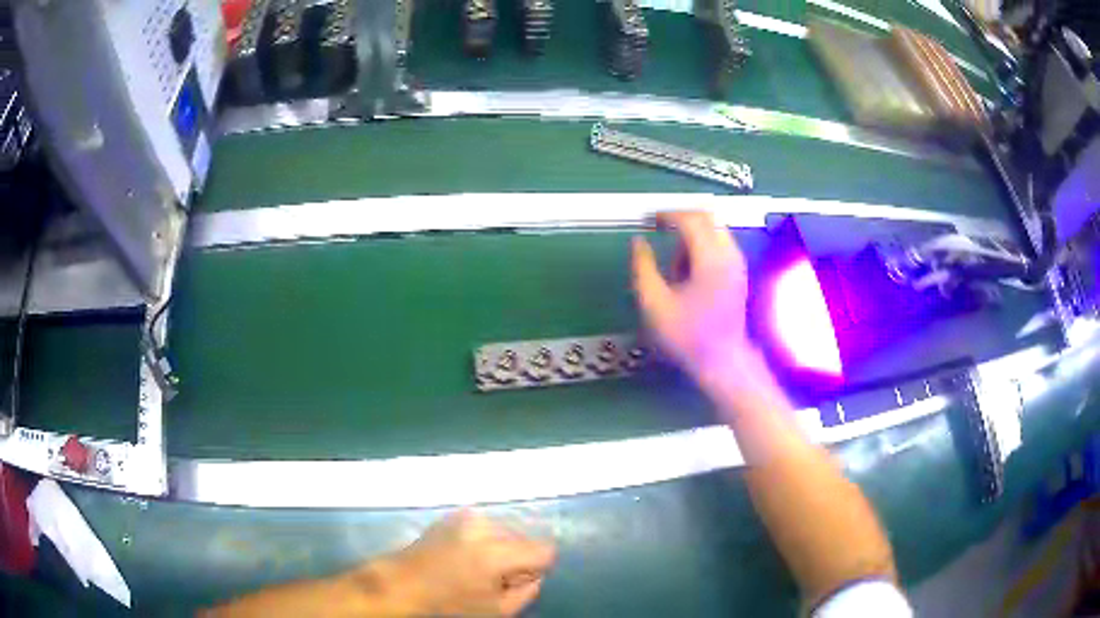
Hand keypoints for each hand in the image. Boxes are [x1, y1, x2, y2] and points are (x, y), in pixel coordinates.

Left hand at [362, 510, 555, 615]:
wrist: (399, 586)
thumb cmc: (447, 606)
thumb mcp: (496, 611)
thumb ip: (527, 592)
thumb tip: (535, 576)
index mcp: (496, 552)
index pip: (545, 549)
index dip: (536, 569)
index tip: (516, 582)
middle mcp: (484, 526)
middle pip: (524, 539)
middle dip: (516, 558)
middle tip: (492, 580)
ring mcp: (466, 516)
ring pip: (504, 531)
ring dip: (499, 549)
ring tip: (474, 568)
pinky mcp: (452, 515)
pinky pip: (483, 527)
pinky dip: (481, 541)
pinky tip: (461, 557)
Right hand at [632, 211, 771, 396]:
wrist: (722, 361)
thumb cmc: (687, 336)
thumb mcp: (655, 304)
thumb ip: (643, 268)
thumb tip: (638, 243)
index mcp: (710, 259)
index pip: (690, 220)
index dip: (667, 215)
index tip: (649, 221)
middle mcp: (728, 255)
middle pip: (706, 217)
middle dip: (681, 219)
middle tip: (660, 231)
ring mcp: (737, 263)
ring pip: (714, 230)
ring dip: (692, 236)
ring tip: (675, 267)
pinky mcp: (738, 273)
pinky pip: (720, 245)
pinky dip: (702, 247)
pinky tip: (690, 273)